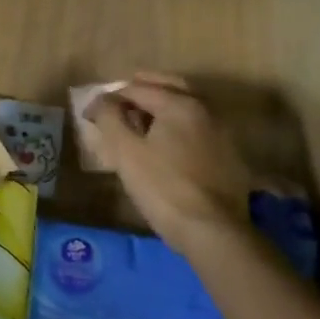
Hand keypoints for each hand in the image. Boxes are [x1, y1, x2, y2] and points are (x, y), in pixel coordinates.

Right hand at [85, 73, 252, 254]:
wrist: (212, 231)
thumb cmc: (163, 187)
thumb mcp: (125, 152)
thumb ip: (109, 118)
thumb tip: (100, 100)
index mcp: (179, 103)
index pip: (137, 88)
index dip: (109, 98)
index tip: (90, 114)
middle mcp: (205, 109)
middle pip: (169, 87)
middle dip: (142, 89)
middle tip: (120, 99)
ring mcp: (222, 132)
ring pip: (186, 107)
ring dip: (162, 106)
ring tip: (140, 121)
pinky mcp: (229, 156)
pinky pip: (198, 129)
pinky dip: (178, 126)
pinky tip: (167, 144)